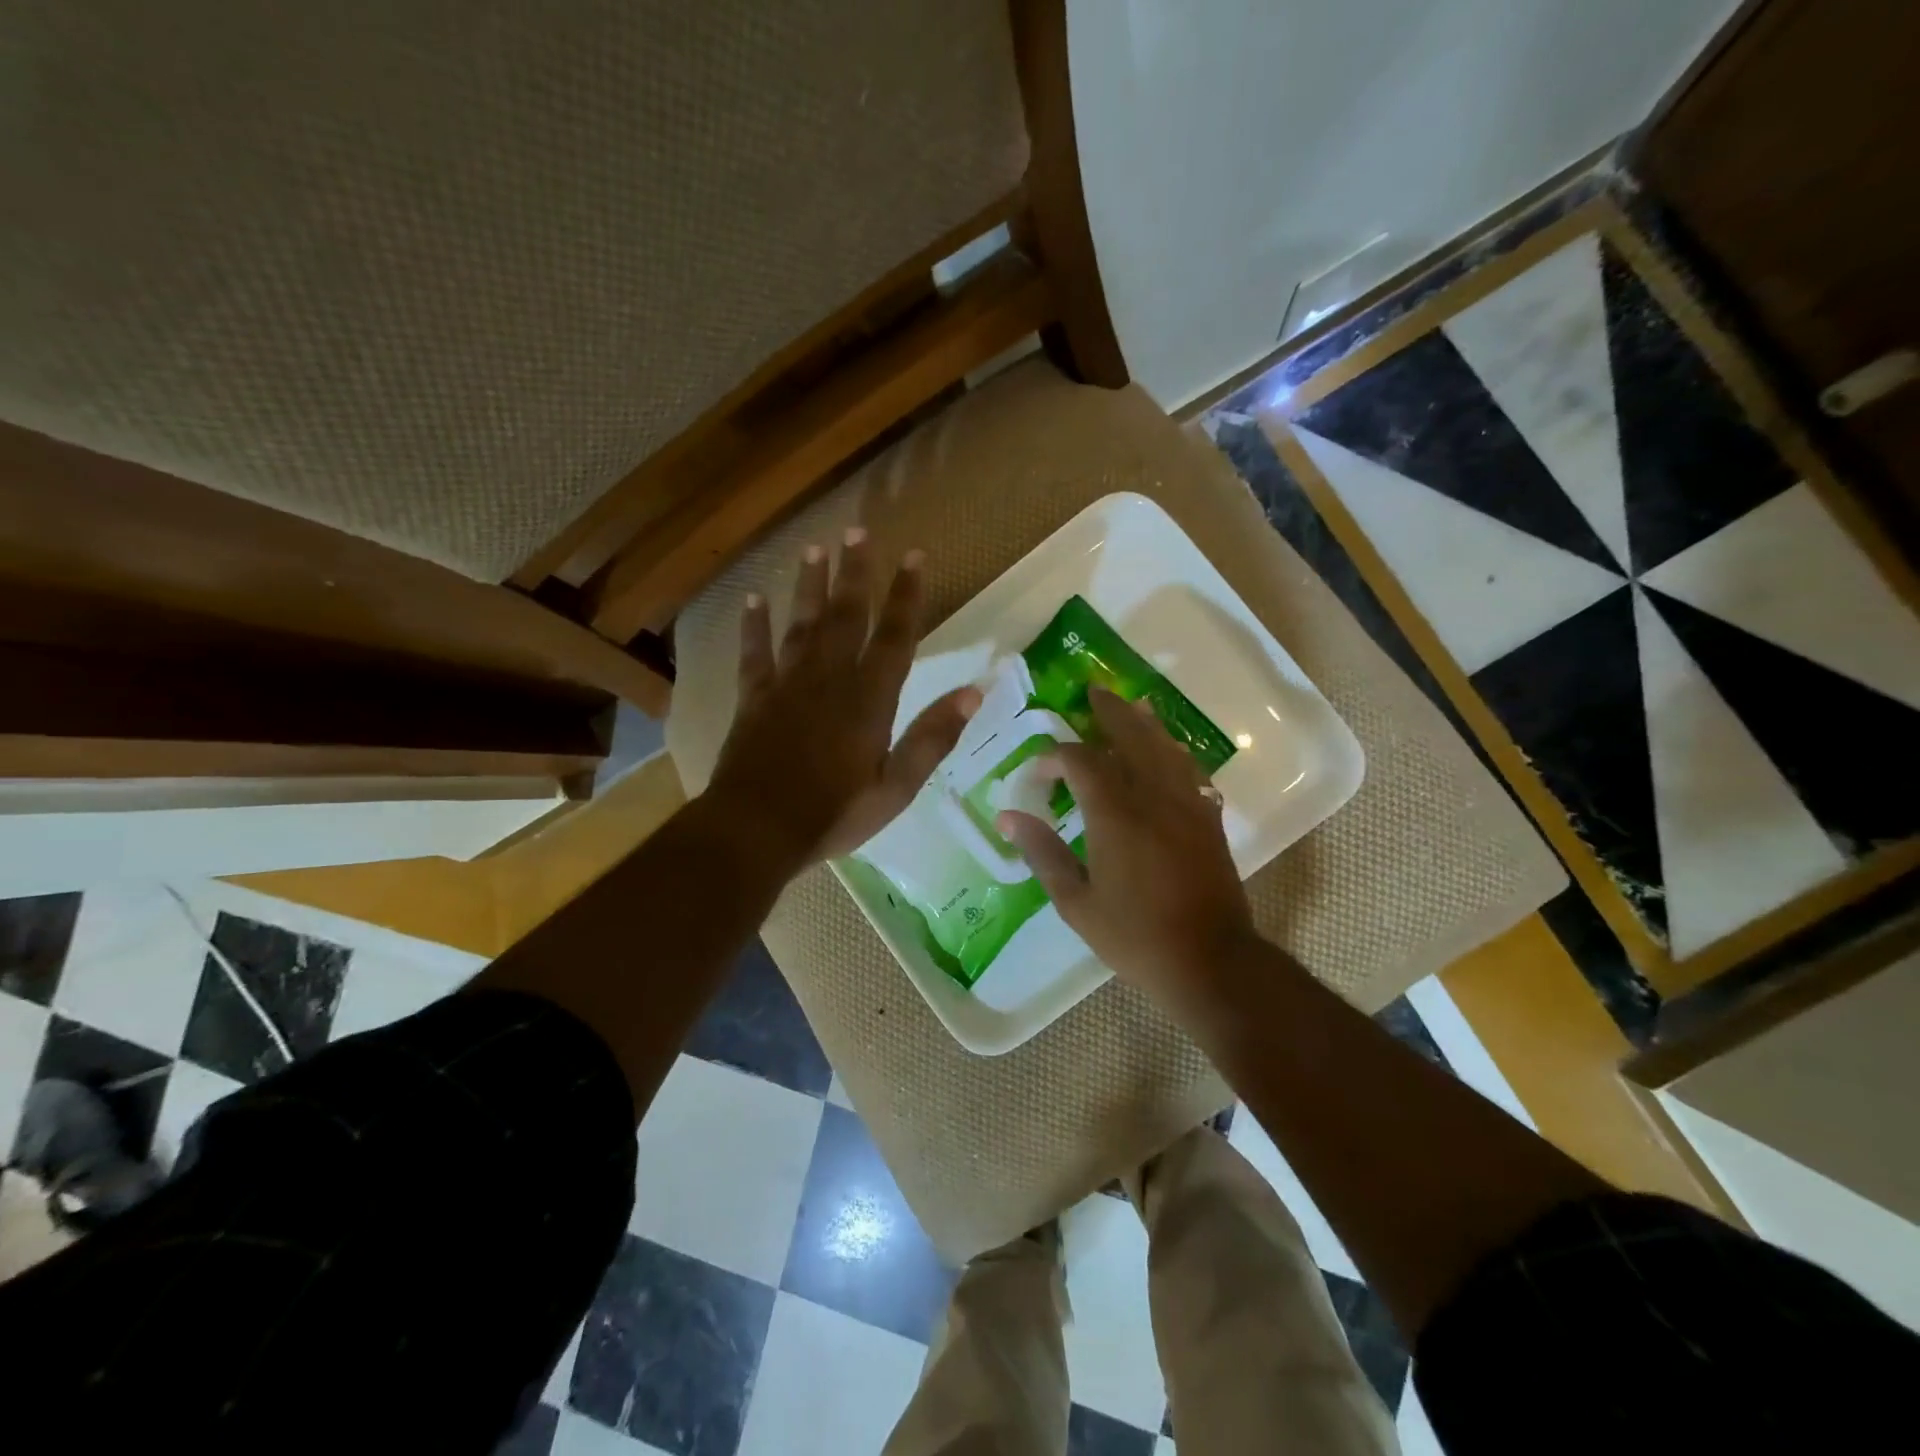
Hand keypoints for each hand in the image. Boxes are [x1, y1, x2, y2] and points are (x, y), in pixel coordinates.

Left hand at [708, 529, 979, 865]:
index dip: (907, 596)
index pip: (895, 637)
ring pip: (801, 624)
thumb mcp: (896, 787)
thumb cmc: (834, 814)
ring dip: (809, 586)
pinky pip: (754, 652)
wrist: (757, 830)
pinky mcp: (754, 699)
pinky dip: (754, 625)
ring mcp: (787, 685)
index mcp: (869, 699)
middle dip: (855, 573)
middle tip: (859, 530)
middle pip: (846, 616)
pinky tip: (753, 598)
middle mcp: (829, 679)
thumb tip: (974, 692)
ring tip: (815, 549)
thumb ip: (932, 737)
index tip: (914, 556)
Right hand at [996, 687, 1259, 1008]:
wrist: (1210, 960)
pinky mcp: (1208, 818)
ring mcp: (1187, 804)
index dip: (1056, 755)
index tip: (1038, 767)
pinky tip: (1167, 750)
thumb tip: (1007, 818)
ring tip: (1130, 705)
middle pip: (1131, 736)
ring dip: (1144, 723)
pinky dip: (1173, 751)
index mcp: (1116, 815)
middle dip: (1108, 712)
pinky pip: (1190, 769)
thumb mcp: (1076, 903)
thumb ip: (1042, 854)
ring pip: (1165, 747)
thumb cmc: (1135, 935)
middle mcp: (1153, 796)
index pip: (1081, 762)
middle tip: (1092, 692)